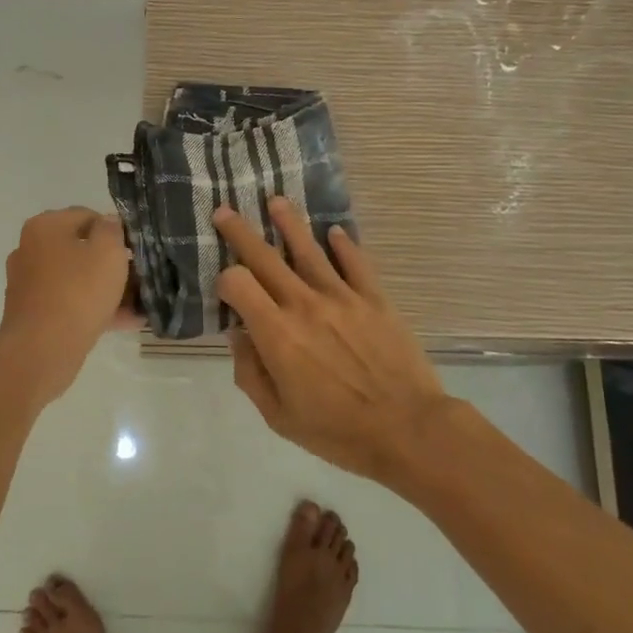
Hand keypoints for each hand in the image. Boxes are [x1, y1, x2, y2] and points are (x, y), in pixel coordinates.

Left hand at [0, 207, 134, 399]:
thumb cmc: (77, 292)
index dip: (115, 230)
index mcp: (45, 227)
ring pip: (77, 278)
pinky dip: (94, 308)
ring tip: (138, 303)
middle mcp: (31, 250)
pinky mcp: (33, 312)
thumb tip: (108, 222)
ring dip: (107, 288)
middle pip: (81, 249)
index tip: (136, 250)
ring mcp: (29, 283)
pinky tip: (125, 321)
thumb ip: (112, 230)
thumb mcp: (108, 252)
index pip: (87, 216)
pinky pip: (70, 303)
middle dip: (112, 263)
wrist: (41, 351)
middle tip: (140, 276)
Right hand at [214, 198, 449, 481]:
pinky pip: (356, 263)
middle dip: (240, 232)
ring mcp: (342, 297)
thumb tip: (238, 335)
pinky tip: (335, 232)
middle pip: (265, 257)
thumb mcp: (279, 416)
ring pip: (309, 249)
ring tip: (276, 201)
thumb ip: (250, 373)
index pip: (238, 284)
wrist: (409, 430)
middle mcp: (304, 304)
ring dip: (289, 223)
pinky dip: (344, 244)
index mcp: (276, 333)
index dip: (224, 280)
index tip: (224, 288)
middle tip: (224, 211)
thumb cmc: (338, 431)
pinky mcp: (374, 298)